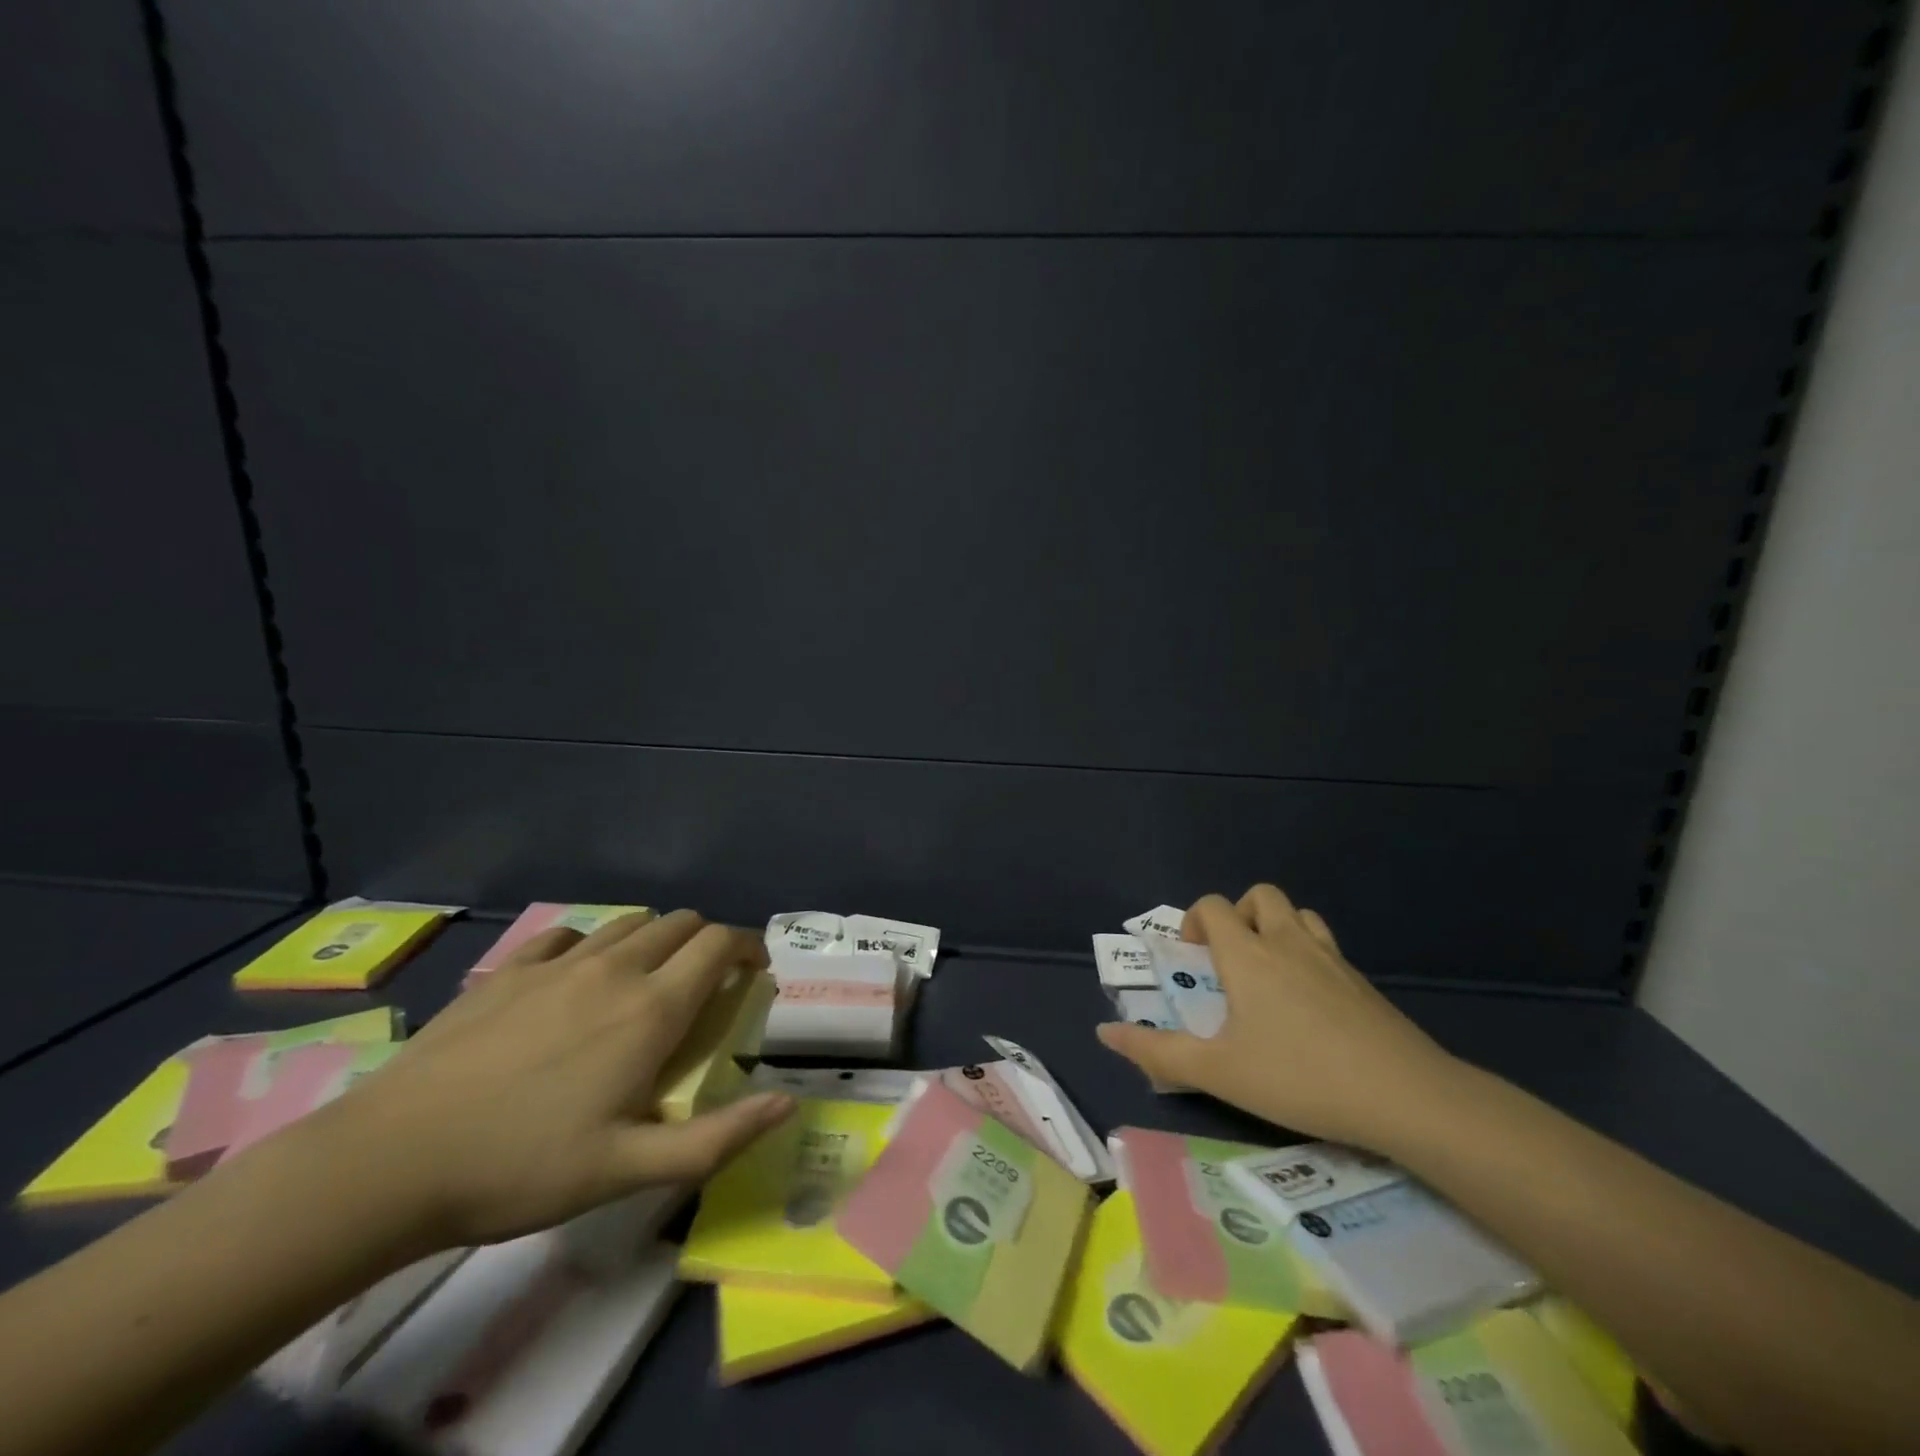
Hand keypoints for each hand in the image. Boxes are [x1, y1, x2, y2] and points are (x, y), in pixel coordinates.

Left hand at [287, 910, 793, 1251]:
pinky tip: (573, 983)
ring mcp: (558, 963)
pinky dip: (592, 947)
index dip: (748, 948)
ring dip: (655, 941)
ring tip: (645, 983)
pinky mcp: (510, 970)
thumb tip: (788, 1103)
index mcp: (651, 1009)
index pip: (720, 943)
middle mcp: (614, 969)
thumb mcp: (628, 1171)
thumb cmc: (522, 1167)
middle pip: (682, 922)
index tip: (753, 976)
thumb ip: (718, 1138)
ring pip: (630, 922)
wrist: (389, 1162)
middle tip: (704, 988)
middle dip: (707, 943)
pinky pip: (569, 935)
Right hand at [1097, 886, 1461, 1148]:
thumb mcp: (1218, 1071)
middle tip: (1230, 960)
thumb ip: (1157, 1051)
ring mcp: (1331, 958)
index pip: (1214, 906)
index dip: (1195, 921)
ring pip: (1298, 914)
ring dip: (1276, 927)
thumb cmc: (1299, 1076)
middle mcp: (1288, 942)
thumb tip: (1104, 1031)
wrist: (1405, 1095)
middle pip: (1260, 895)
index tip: (1192, 959)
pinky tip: (1310, 1004)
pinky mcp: (1363, 982)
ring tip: (1268, 973)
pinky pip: (1327, 945)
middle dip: (1238, 915)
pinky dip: (1308, 954)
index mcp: (1248, 955)